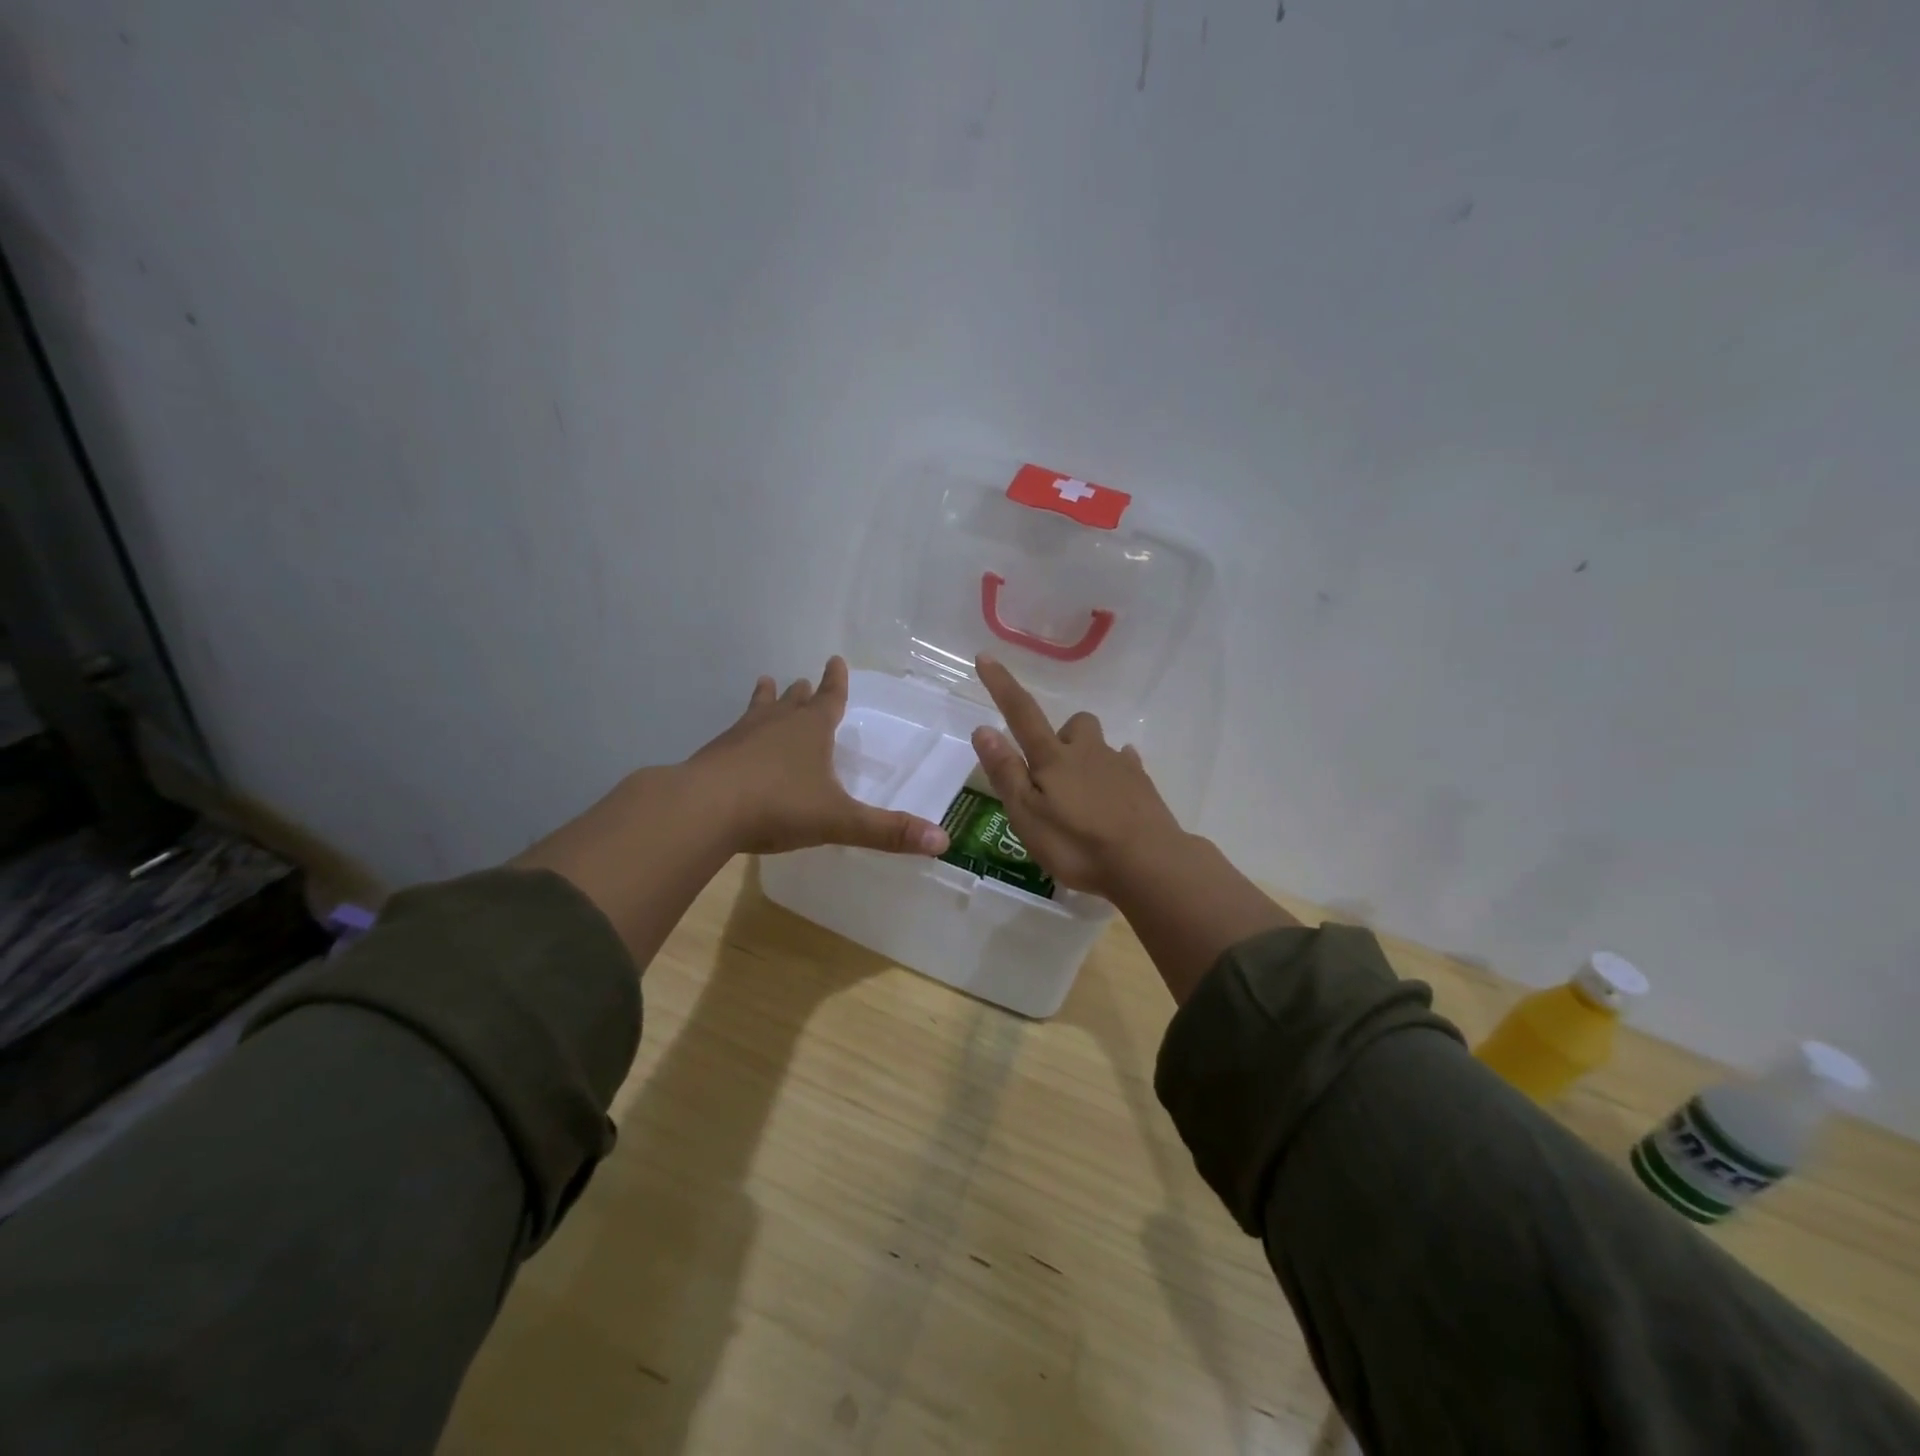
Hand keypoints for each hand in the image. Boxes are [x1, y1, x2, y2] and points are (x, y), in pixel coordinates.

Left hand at [689, 656, 949, 857]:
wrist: (703, 809)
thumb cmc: (778, 806)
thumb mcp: (839, 821)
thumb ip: (887, 831)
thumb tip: (943, 841)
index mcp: (811, 731)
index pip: (830, 699)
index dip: (836, 682)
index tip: (836, 659)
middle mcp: (777, 724)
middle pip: (794, 701)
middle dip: (803, 693)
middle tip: (805, 680)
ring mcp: (741, 736)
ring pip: (759, 710)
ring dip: (766, 699)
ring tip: (765, 683)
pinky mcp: (715, 754)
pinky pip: (733, 735)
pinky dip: (740, 732)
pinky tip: (733, 741)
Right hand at [968, 654, 1186, 897]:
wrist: (1149, 862)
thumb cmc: (1078, 844)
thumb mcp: (1028, 816)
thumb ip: (1006, 772)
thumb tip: (982, 729)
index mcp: (1053, 758)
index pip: (1020, 713)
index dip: (1001, 685)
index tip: (985, 657)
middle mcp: (1086, 751)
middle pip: (1072, 724)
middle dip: (1060, 736)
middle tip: (1051, 773)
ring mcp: (1119, 765)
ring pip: (1099, 743)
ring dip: (1087, 755)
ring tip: (1081, 790)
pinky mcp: (1143, 784)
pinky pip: (1126, 763)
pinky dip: (1115, 771)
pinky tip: (1114, 792)